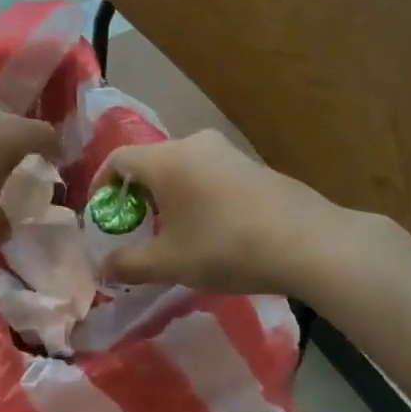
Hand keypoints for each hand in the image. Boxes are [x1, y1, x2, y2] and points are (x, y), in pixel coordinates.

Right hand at [93, 129, 346, 293]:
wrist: (309, 243)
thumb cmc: (225, 247)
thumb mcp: (169, 263)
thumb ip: (129, 264)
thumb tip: (104, 267)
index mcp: (166, 160)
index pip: (117, 159)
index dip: (101, 186)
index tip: (101, 214)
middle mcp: (194, 144)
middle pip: (151, 163)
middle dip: (136, 195)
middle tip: (135, 228)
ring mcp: (228, 152)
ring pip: (182, 169)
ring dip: (168, 197)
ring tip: (172, 232)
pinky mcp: (254, 166)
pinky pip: (210, 175)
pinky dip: (197, 196)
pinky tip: (211, 230)